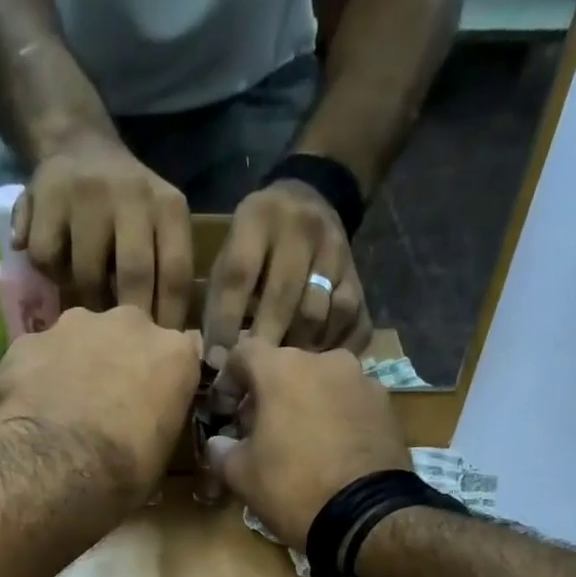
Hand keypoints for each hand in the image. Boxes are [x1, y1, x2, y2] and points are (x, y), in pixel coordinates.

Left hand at [0, 306, 201, 499]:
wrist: (57, 467)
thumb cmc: (125, 471)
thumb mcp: (160, 456)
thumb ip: (158, 423)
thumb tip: (145, 429)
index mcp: (173, 352)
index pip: (178, 358)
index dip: (163, 382)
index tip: (153, 406)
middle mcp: (128, 324)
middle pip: (126, 337)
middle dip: (117, 363)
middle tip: (106, 406)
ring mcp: (73, 325)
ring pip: (77, 340)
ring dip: (73, 365)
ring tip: (61, 410)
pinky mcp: (27, 341)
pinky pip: (33, 359)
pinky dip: (31, 381)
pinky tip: (25, 414)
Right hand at [15, 135, 193, 327]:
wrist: (79, 144)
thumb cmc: (128, 210)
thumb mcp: (160, 228)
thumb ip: (166, 273)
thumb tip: (177, 343)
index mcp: (169, 207)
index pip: (175, 274)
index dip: (168, 321)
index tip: (159, 354)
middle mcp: (133, 194)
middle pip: (133, 275)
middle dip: (127, 318)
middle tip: (119, 345)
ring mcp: (89, 192)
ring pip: (87, 273)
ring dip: (86, 301)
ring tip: (86, 312)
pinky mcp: (47, 194)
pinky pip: (48, 258)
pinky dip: (50, 275)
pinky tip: (55, 275)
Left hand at [202, 181, 372, 359]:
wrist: (312, 198)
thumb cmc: (256, 244)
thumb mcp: (231, 253)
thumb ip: (221, 298)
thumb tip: (217, 362)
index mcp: (258, 217)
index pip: (239, 275)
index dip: (226, 323)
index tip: (218, 362)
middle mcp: (302, 228)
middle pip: (283, 297)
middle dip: (264, 342)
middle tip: (250, 378)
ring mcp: (337, 251)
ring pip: (318, 314)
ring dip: (297, 349)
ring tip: (283, 374)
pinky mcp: (358, 276)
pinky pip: (350, 321)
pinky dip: (331, 347)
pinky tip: (315, 363)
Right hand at [204, 343, 409, 545]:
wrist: (365, 516)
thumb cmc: (293, 487)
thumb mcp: (242, 475)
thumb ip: (221, 451)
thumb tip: (217, 443)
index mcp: (283, 368)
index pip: (244, 353)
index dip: (228, 380)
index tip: (224, 410)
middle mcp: (326, 361)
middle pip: (286, 369)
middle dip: (269, 395)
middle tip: (259, 432)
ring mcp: (362, 381)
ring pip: (321, 385)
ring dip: (304, 405)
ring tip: (299, 443)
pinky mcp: (386, 407)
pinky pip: (349, 404)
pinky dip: (335, 419)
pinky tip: (330, 452)